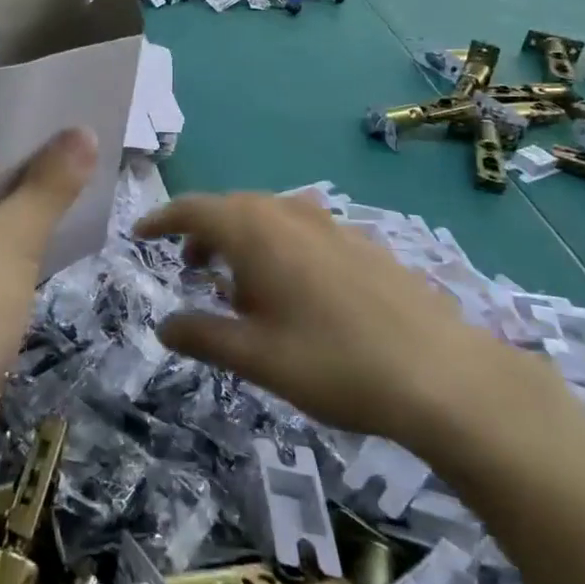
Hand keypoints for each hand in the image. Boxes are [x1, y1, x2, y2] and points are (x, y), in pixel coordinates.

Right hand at [137, 192, 528, 461]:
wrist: (444, 375)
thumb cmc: (335, 364)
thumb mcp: (256, 358)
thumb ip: (202, 336)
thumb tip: (164, 325)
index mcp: (255, 231)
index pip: (193, 209)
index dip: (162, 219)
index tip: (139, 235)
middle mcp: (289, 213)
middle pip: (230, 208)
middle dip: (202, 233)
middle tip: (188, 268)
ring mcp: (330, 223)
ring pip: (267, 218)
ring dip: (240, 241)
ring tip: (237, 286)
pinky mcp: (361, 241)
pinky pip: (301, 230)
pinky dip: (277, 248)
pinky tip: (293, 291)